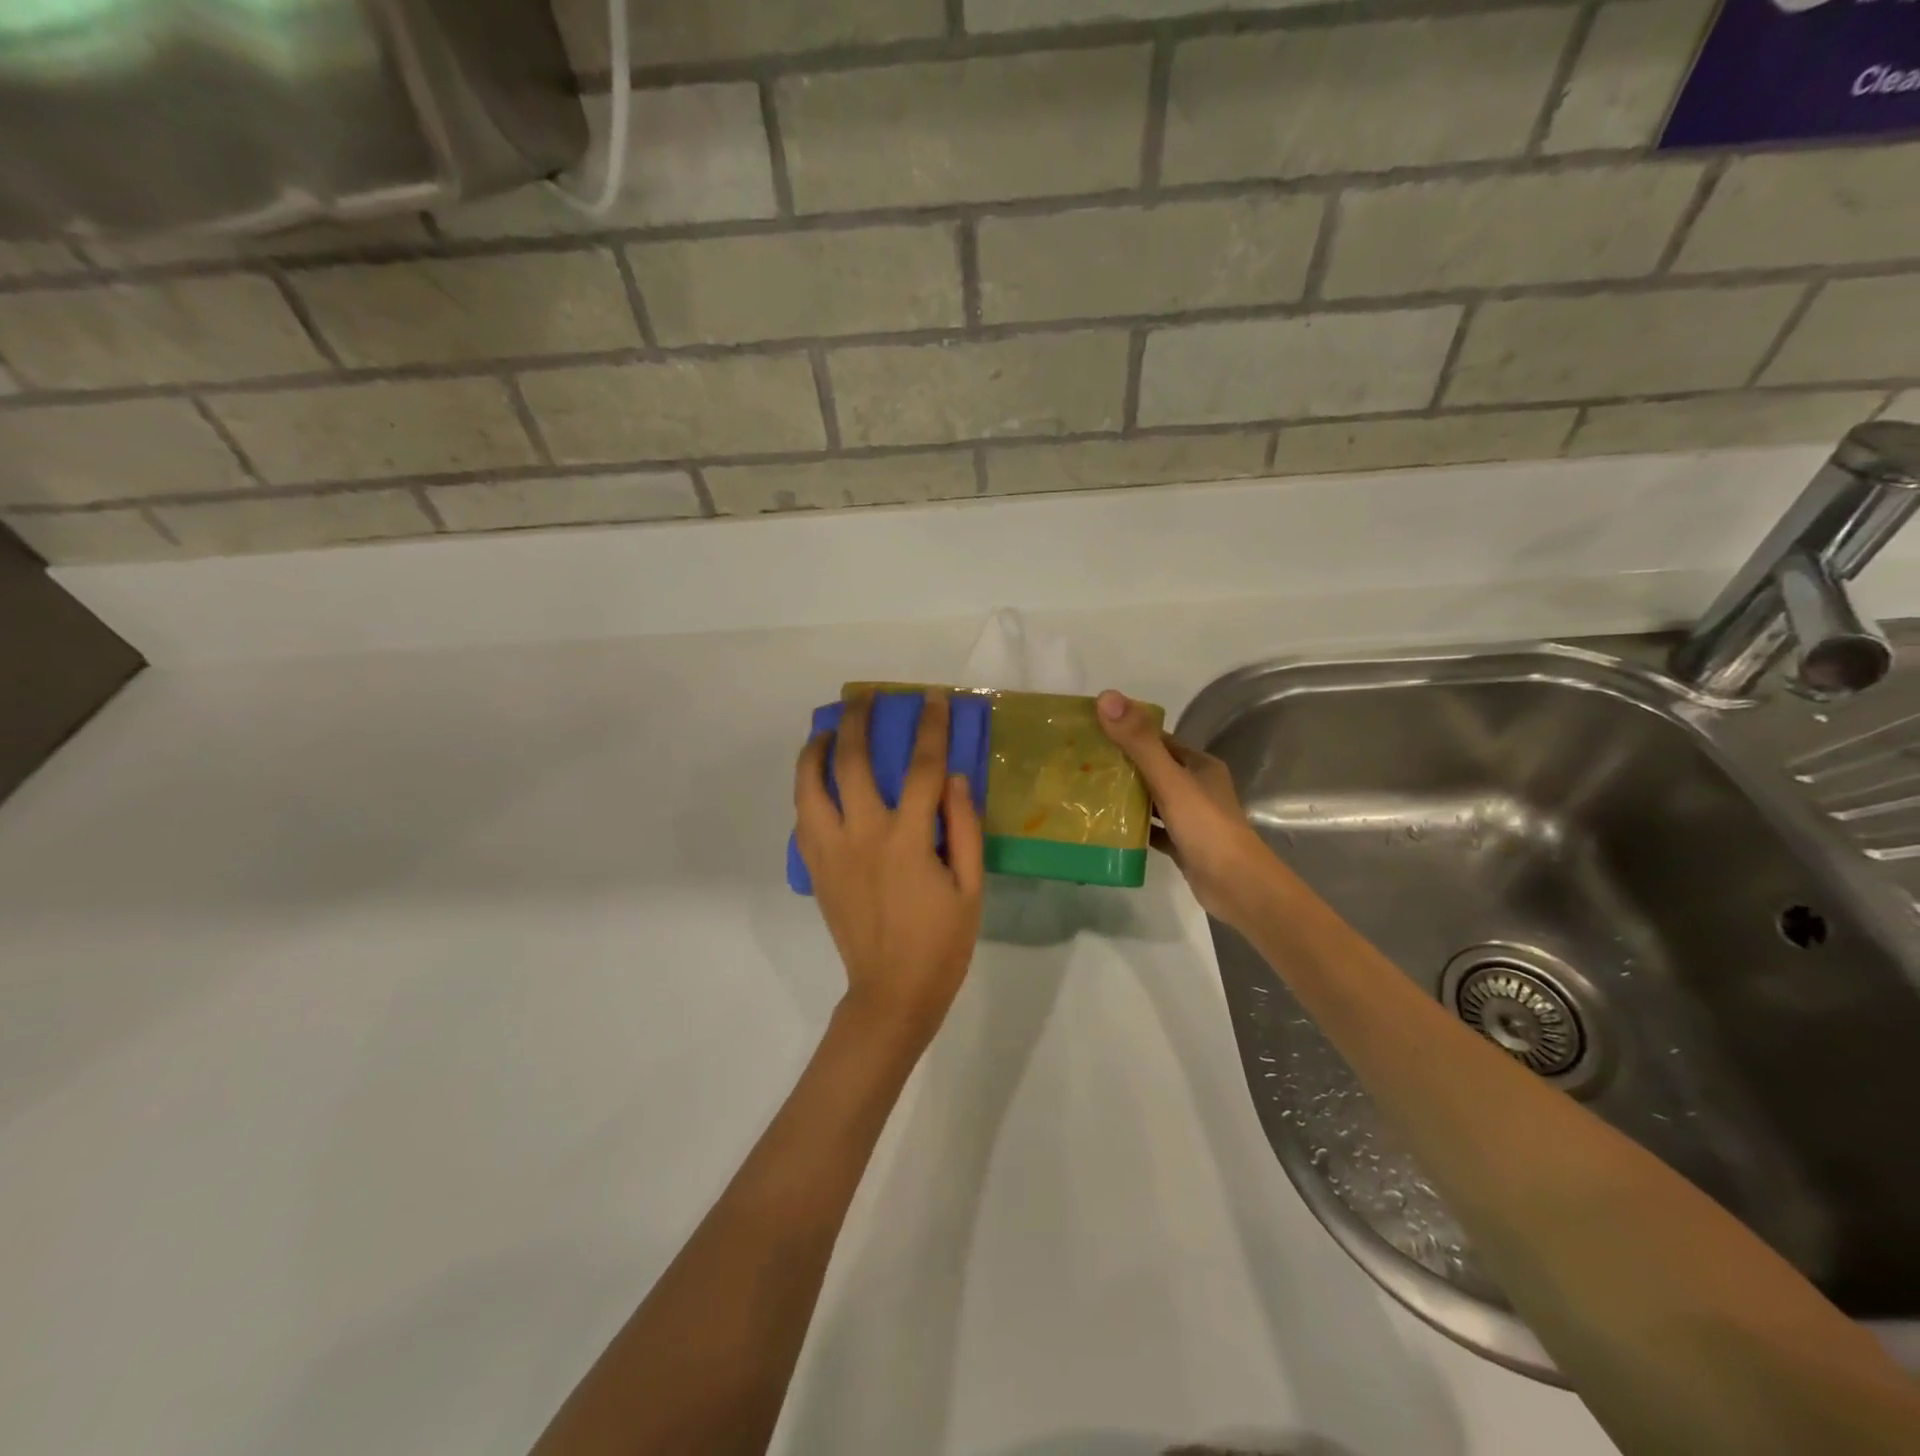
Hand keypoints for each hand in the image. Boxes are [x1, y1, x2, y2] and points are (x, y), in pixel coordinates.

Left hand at [795, 692, 984, 1046]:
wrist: (891, 992)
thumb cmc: (942, 942)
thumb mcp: (972, 887)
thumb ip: (964, 827)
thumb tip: (953, 777)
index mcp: (907, 839)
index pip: (922, 767)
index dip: (930, 727)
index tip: (932, 698)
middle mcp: (862, 835)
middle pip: (851, 761)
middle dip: (857, 721)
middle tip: (863, 698)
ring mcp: (830, 851)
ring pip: (809, 785)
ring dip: (815, 750)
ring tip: (825, 730)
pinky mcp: (815, 869)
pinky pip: (802, 817)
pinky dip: (806, 789)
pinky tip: (817, 781)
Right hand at [1096, 690, 1276, 926]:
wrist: (1238, 887)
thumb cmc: (1206, 828)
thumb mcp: (1170, 781)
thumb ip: (1139, 743)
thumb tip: (1107, 697)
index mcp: (1198, 764)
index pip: (1157, 740)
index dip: (1125, 732)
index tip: (1089, 732)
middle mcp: (1196, 786)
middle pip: (1152, 768)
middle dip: (1119, 765)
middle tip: (1079, 763)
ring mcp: (1190, 817)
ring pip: (1151, 799)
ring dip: (1125, 796)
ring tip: (1085, 792)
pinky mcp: (1182, 844)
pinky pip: (1152, 828)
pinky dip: (1133, 826)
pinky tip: (1107, 827)